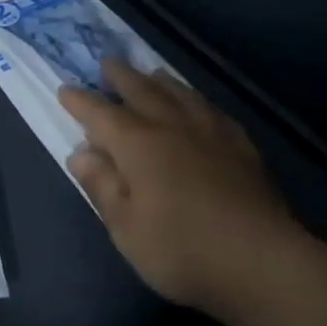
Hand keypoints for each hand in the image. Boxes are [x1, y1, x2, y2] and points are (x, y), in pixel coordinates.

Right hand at [58, 61, 307, 317]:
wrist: (261, 261)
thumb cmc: (180, 248)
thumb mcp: (125, 226)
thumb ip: (102, 185)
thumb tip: (81, 152)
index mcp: (138, 144)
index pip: (101, 114)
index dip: (80, 102)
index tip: (65, 90)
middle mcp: (173, 126)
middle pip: (142, 91)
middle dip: (121, 77)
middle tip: (108, 64)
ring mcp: (211, 133)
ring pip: (181, 94)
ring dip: (160, 81)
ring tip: (152, 74)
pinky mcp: (242, 147)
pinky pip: (212, 110)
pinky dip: (197, 101)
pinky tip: (199, 106)